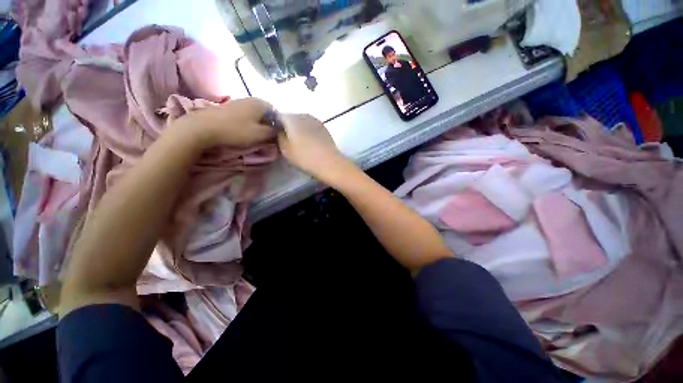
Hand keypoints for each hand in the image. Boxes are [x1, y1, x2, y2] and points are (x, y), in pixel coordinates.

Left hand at [174, 97, 276, 147]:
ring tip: (258, 134)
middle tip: (268, 136)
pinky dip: (251, 121)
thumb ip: (274, 131)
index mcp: (261, 104)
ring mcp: (240, 101)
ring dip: (260, 123)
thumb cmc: (236, 130)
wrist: (205, 127)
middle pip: (267, 113)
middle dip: (270, 124)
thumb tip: (280, 130)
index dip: (279, 125)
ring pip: (257, 113)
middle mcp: (252, 99)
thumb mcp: (260, 134)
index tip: (277, 135)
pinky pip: (248, 114)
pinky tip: (247, 129)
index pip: (277, 114)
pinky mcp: (231, 107)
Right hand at [277, 114, 349, 182]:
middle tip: (287, 141)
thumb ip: (278, 137)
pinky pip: (311, 127)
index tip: (275, 137)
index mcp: (291, 118)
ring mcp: (316, 120)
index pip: (277, 117)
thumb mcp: (284, 149)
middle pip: (291, 119)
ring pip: (302, 123)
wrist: (329, 162)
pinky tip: (310, 144)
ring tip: (299, 144)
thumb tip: (279, 131)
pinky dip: (308, 133)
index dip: (275, 126)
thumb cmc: (304, 156)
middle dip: (288, 128)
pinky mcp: (324, 128)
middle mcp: (303, 114)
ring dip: (299, 130)